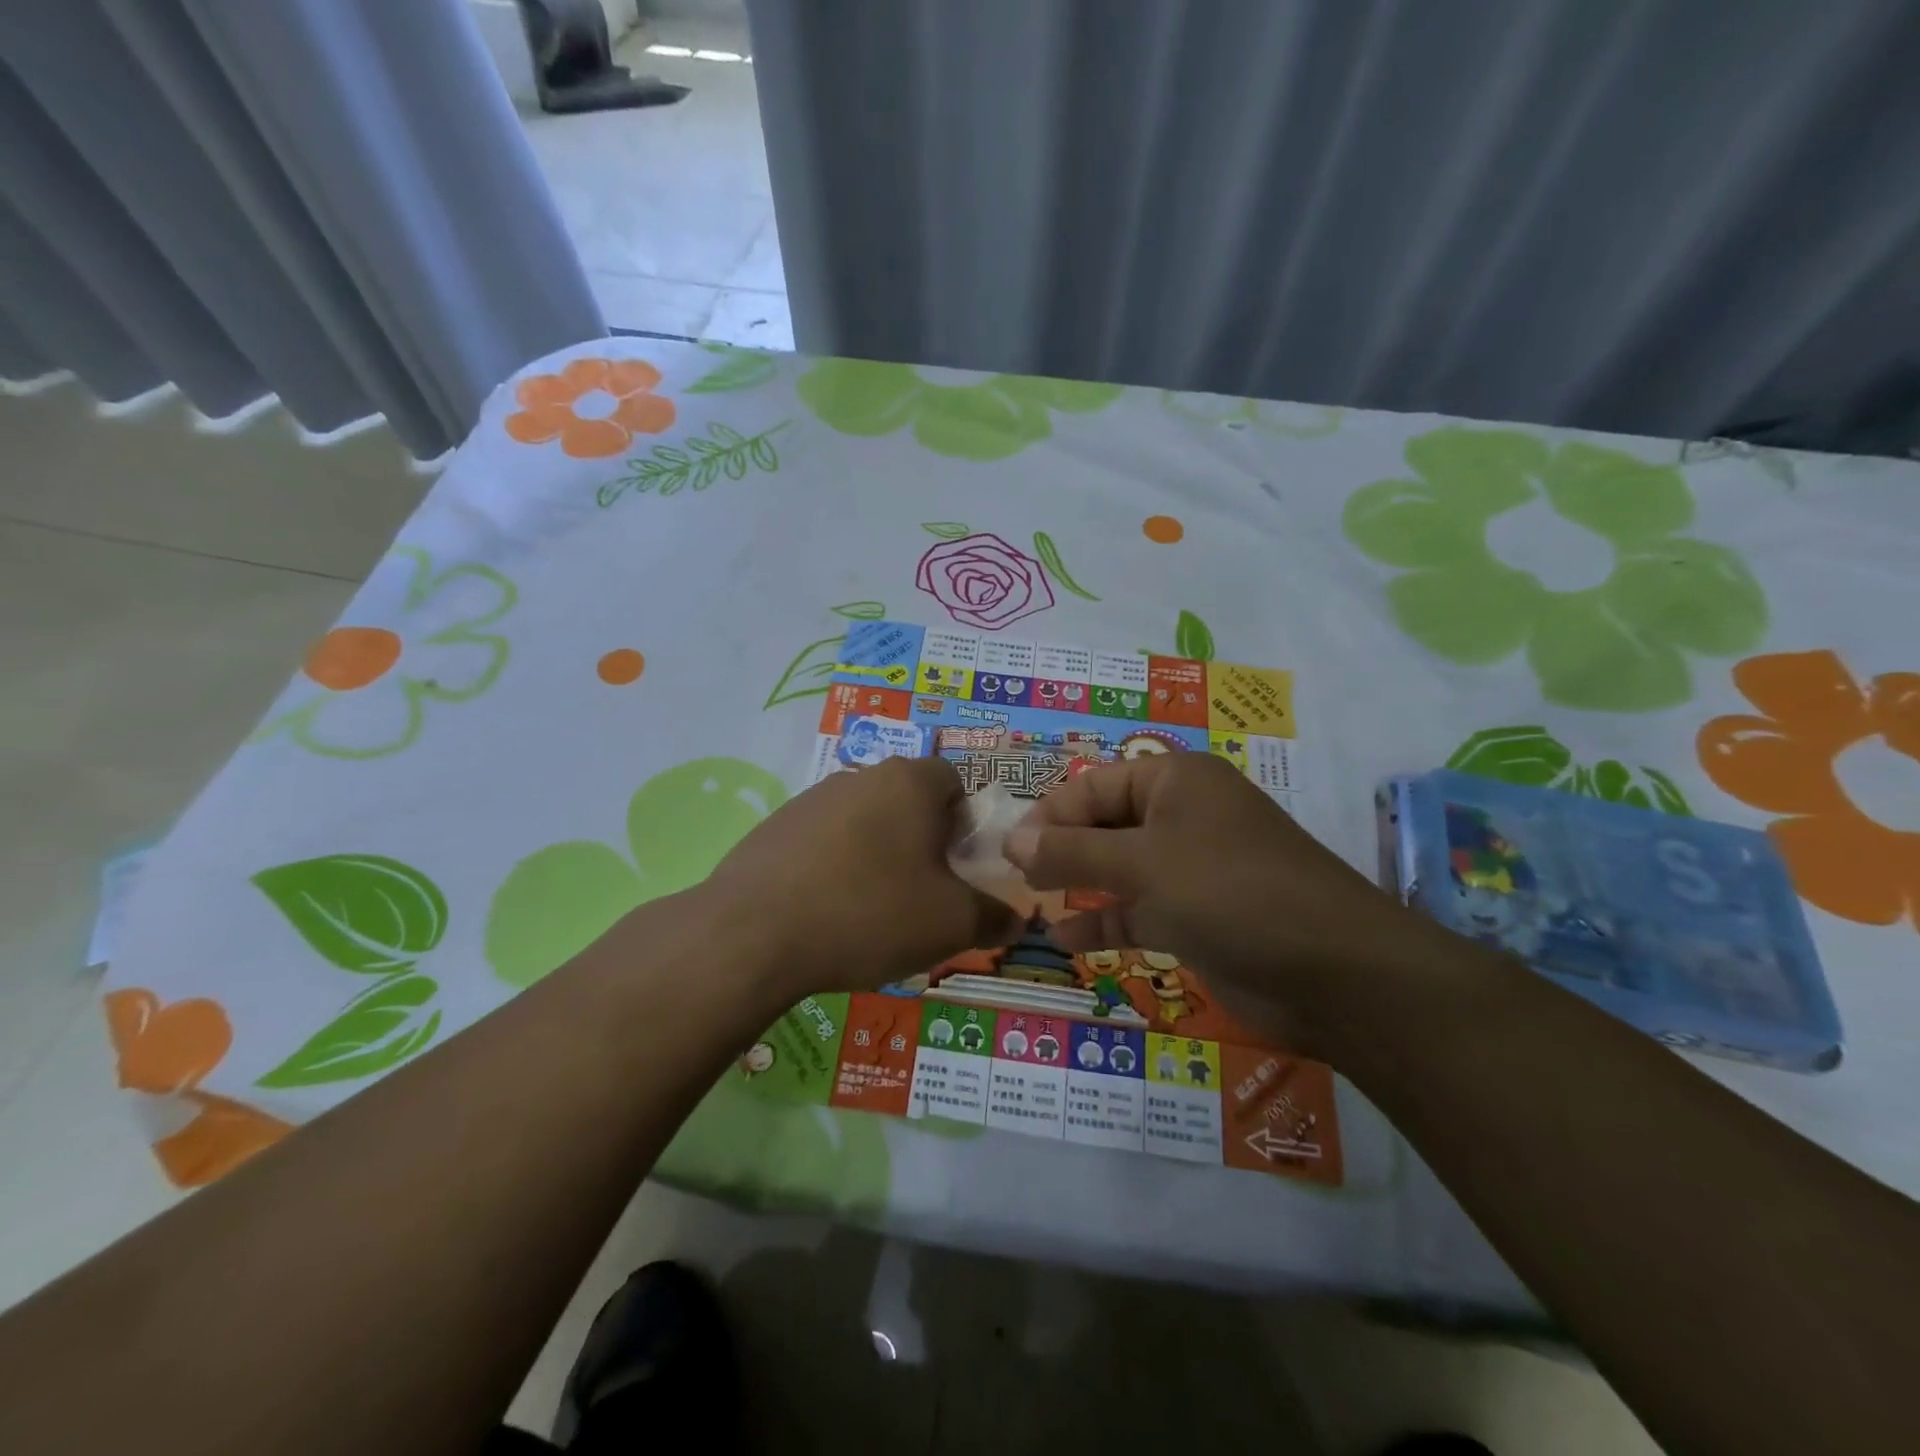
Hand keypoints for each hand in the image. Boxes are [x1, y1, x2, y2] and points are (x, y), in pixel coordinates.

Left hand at [699, 756, 1022, 1005]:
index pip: (953, 782)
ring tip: (870, 908)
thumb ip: (993, 917)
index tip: (957, 867)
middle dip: (921, 840)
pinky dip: (834, 865)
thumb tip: (1016, 920)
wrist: (752, 934)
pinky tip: (825, 910)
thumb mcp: (949, 924)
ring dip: (876, 852)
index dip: (964, 823)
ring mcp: (811, 798)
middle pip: (907, 800)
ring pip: (864, 819)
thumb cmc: (869, 914)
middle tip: (921, 891)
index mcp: (908, 783)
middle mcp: (860, 775)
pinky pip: (823, 839)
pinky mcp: (774, 826)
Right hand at [1004, 752, 1448, 1053]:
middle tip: (1014, 880)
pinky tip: (1066, 940)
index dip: (1049, 814)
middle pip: (1105, 824)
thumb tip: (1012, 840)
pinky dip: (1104, 922)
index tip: (1007, 850)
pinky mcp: (1198, 916)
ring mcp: (1192, 868)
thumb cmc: (1229, 892)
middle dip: (1060, 851)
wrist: (1333, 972)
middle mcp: (1182, 816)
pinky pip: (1138, 910)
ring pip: (1119, 869)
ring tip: (1032, 906)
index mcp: (1175, 781)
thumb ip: (1072, 851)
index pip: (1094, 785)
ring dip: (1078, 886)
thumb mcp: (1142, 864)